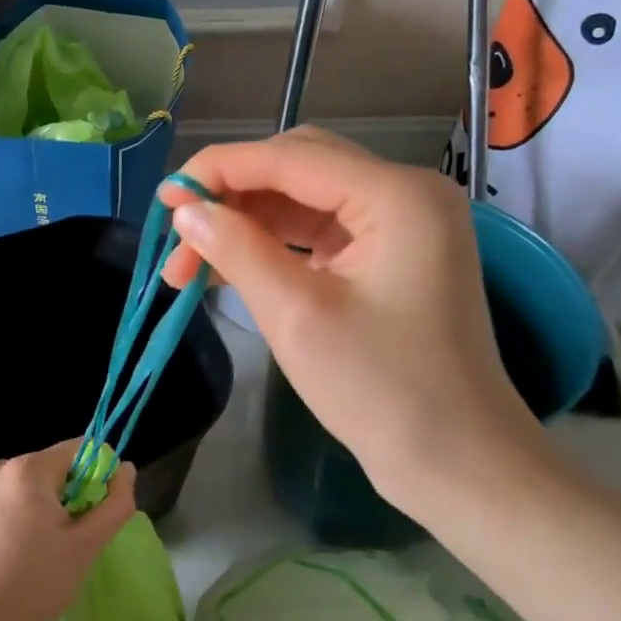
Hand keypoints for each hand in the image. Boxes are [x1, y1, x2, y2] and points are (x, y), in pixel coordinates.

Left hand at [0, 440, 136, 620]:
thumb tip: (127, 469)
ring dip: (52, 509)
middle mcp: (0, 467)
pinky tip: (24, 554)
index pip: (81, 449)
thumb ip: (115, 504)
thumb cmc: (32, 586)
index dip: (100, 477)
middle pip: (57, 467)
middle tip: (74, 541)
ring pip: (36, 486)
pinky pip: (13, 500)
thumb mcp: (85, 547)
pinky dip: (28, 518)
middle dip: (74, 496)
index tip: (98, 516)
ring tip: (49, 552)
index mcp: (28, 468)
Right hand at [160, 128, 548, 511]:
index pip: (288, 158)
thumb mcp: (296, 316)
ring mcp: (401, 224)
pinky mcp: (390, 255)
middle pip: (297, 167)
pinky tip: (227, 269)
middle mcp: (404, 193)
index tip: (163, 198)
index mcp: (395, 195)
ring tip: (189, 264)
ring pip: (303, 200)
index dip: (218, 170)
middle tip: (177, 236)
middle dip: (231, 197)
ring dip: (246, 224)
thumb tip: (186, 211)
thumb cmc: (381, 391)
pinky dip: (272, 245)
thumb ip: (237, 250)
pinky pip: (318, 232)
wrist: (457, 462)